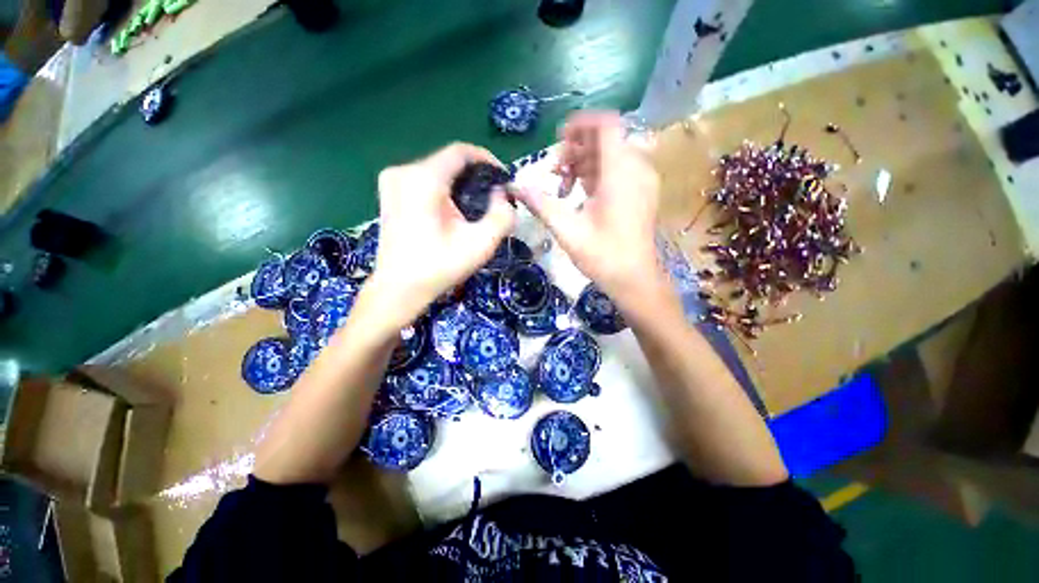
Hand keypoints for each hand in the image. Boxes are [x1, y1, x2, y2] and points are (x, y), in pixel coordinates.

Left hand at [368, 143, 514, 327]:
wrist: (399, 289)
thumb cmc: (439, 268)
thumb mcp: (480, 244)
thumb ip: (502, 215)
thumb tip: (503, 194)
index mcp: (423, 179)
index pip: (461, 151)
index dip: (487, 160)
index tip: (503, 178)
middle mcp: (403, 171)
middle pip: (449, 161)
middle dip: (475, 176)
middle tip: (494, 198)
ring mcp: (391, 181)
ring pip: (437, 170)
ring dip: (461, 184)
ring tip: (477, 206)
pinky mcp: (389, 193)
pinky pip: (424, 180)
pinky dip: (444, 189)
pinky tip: (454, 211)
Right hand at [515, 111, 661, 304]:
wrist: (635, 279)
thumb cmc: (603, 257)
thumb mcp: (567, 231)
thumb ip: (541, 204)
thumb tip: (515, 186)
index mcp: (621, 173)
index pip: (606, 124)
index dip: (581, 124)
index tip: (558, 141)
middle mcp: (636, 168)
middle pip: (606, 138)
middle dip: (577, 148)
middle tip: (555, 171)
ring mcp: (643, 180)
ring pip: (612, 153)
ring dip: (585, 162)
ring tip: (564, 185)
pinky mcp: (643, 191)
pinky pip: (619, 168)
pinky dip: (598, 173)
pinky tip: (581, 192)